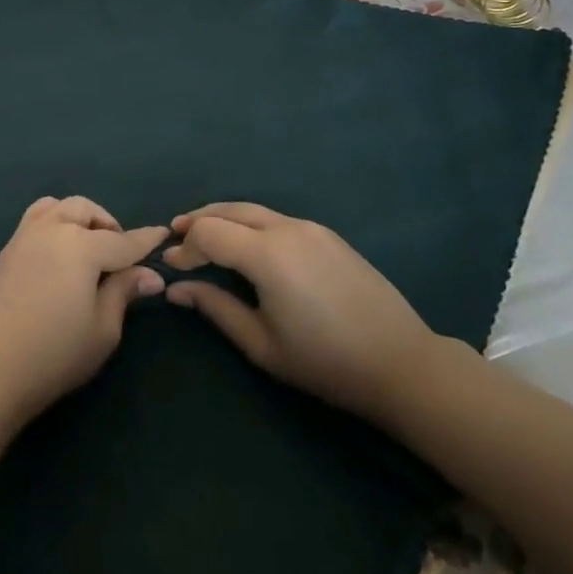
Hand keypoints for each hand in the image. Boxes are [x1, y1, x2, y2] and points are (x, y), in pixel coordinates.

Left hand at [0, 196, 167, 429]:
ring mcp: (25, 235)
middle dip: (108, 225)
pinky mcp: (7, 249)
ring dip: (79, 217)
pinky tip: (59, 252)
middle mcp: (52, 229)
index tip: (163, 234)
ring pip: (58, 206)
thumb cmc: (56, 353)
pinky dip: (55, 221)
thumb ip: (124, 292)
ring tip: (88, 246)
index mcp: (81, 246)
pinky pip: (36, 217)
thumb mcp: (103, 329)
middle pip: (86, 210)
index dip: (146, 240)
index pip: (122, 240)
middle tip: (120, 254)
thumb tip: (150, 274)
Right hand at [163, 202, 442, 419]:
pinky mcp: (327, 235)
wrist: (402, 363)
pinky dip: (249, 223)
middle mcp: (286, 228)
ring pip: (253, 210)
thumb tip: (177, 289)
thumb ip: (216, 309)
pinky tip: (246, 243)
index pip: (208, 233)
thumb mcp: (262, 344)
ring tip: (204, 234)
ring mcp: (310, 227)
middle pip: (229, 210)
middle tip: (175, 235)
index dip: (184, 247)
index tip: (171, 266)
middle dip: (198, 220)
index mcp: (266, 254)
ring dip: (223, 218)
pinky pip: (276, 218)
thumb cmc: (326, 361)